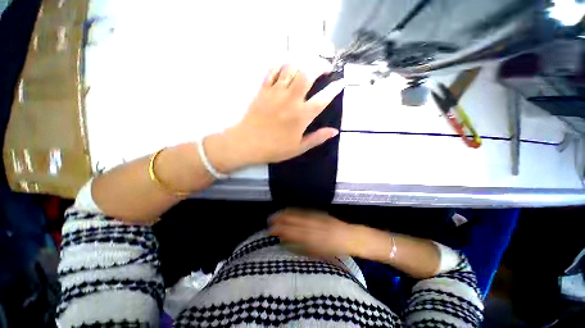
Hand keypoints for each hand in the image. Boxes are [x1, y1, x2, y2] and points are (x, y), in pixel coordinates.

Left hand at [212, 64, 343, 170]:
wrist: (247, 143)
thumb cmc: (274, 148)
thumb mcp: (299, 148)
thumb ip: (317, 138)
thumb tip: (334, 131)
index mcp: (302, 115)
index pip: (323, 98)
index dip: (334, 89)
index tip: (341, 82)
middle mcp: (291, 99)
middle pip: (308, 73)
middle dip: (320, 65)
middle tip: (325, 68)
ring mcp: (276, 92)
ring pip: (291, 67)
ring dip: (303, 62)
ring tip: (308, 65)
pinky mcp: (263, 89)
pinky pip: (273, 70)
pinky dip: (282, 64)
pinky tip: (287, 67)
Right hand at [269, 209, 362, 257]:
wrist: (351, 236)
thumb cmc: (335, 250)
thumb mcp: (320, 254)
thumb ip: (303, 248)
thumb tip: (287, 242)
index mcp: (316, 241)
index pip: (294, 234)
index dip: (281, 231)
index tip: (271, 230)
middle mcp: (315, 228)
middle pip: (295, 222)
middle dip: (281, 220)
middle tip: (270, 220)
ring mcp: (318, 219)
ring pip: (298, 215)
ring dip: (286, 214)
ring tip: (276, 214)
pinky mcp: (321, 213)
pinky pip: (305, 211)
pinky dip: (294, 211)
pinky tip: (288, 210)